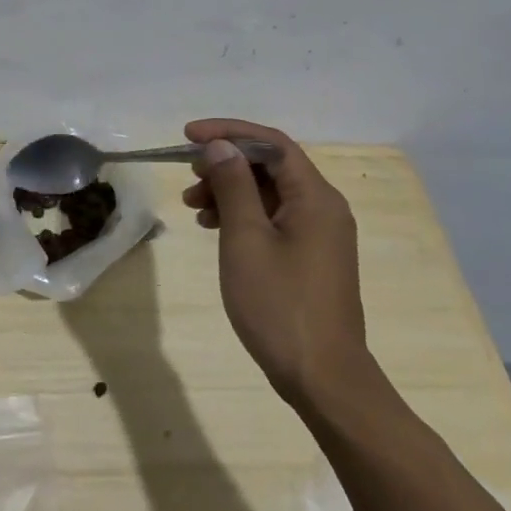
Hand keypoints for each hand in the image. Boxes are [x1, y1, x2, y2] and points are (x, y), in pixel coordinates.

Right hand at [182, 119, 371, 409]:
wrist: (323, 379)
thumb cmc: (280, 305)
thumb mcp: (246, 239)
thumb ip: (233, 186)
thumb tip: (220, 146)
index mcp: (315, 198)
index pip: (271, 144)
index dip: (228, 132)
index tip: (188, 136)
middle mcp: (323, 208)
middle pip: (270, 165)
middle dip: (225, 163)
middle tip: (188, 175)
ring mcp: (319, 234)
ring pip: (268, 192)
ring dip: (229, 189)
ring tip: (192, 207)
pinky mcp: (310, 256)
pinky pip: (273, 217)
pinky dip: (241, 213)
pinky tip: (213, 228)